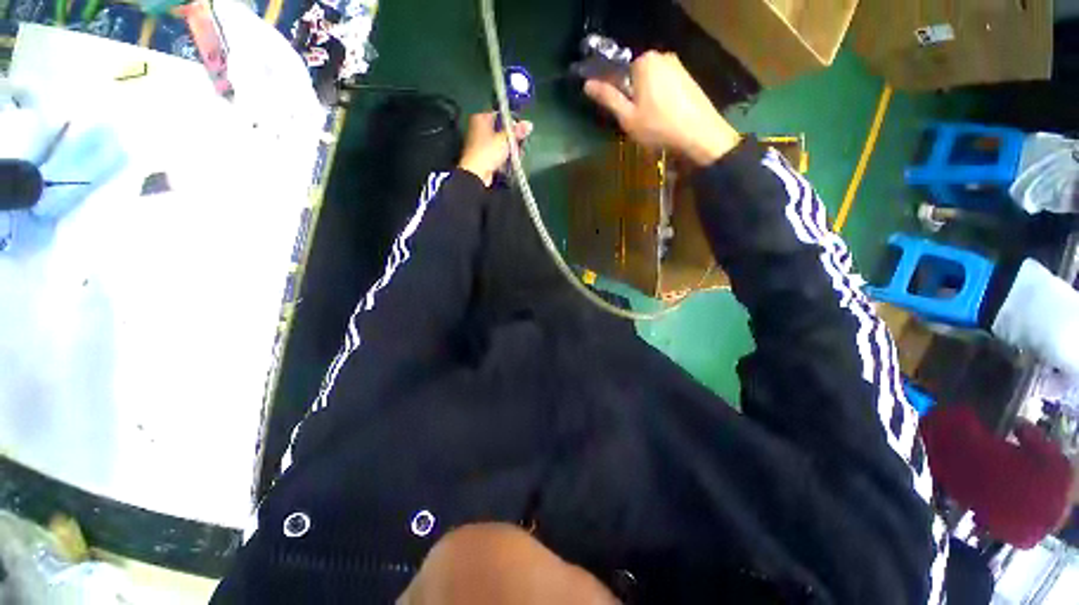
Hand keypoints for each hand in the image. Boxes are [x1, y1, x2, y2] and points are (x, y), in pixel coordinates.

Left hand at [458, 112, 533, 186]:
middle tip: (520, 143)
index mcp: (481, 118)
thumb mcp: (505, 139)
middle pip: (500, 129)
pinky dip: (504, 155)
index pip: (499, 114)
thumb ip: (517, 131)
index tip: (521, 129)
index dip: (511, 120)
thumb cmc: (489, 151)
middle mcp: (479, 127)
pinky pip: (496, 152)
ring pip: (499, 141)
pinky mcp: (483, 155)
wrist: (476, 173)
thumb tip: (529, 124)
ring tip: (517, 153)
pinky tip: (511, 159)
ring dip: (509, 147)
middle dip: (512, 137)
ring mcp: (480, 142)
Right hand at [584, 51, 739, 165]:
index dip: (617, 94)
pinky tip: (664, 118)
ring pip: (651, 83)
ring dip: (646, 100)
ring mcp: (678, 66)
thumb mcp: (627, 117)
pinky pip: (665, 87)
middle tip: (635, 121)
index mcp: (644, 61)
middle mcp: (662, 56)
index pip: (619, 72)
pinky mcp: (688, 78)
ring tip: (650, 123)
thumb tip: (587, 85)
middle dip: (632, 96)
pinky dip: (661, 100)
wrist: (699, 135)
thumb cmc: (658, 126)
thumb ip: (608, 98)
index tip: (620, 113)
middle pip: (636, 77)